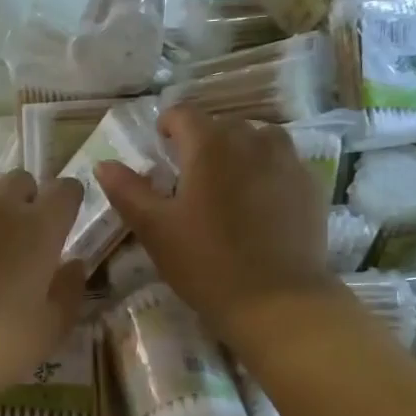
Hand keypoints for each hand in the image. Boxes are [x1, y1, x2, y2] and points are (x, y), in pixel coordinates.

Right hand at [96, 106, 337, 336]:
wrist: (277, 301)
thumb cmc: (206, 263)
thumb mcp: (154, 229)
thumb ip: (127, 190)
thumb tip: (104, 164)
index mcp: (210, 145)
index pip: (183, 114)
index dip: (167, 126)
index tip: (160, 148)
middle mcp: (252, 141)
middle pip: (222, 125)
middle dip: (203, 142)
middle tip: (189, 178)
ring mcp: (288, 161)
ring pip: (258, 139)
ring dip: (239, 151)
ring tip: (228, 184)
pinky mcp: (311, 186)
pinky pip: (284, 163)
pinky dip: (267, 171)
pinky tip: (260, 204)